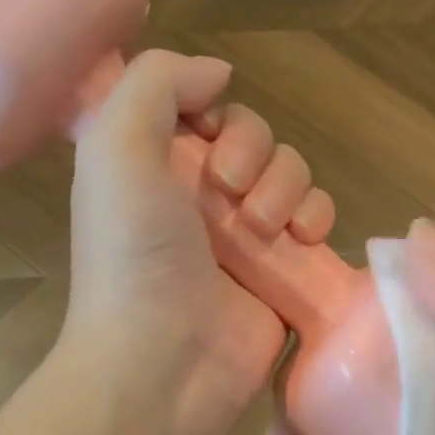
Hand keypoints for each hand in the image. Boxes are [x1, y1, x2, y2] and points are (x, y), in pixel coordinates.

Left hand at [65, 50, 334, 434]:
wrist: (166, 362)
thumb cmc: (133, 255)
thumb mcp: (115, 147)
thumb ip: (157, 83)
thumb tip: (218, 73)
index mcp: (153, 166)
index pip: (202, 109)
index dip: (213, 111)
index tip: (206, 135)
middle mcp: (199, 197)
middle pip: (255, 137)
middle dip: (254, 153)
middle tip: (231, 193)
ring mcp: (246, 236)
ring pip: (291, 174)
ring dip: (287, 186)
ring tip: (265, 228)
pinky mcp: (285, 271)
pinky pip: (318, 219)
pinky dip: (319, 216)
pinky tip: (305, 237)